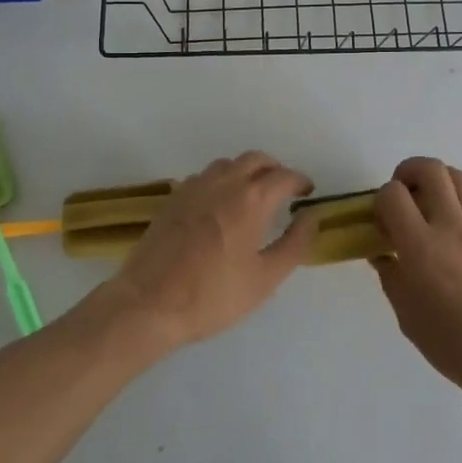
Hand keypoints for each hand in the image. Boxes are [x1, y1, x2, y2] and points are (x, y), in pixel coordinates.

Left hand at [105, 152, 319, 351]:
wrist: (149, 302)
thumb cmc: (213, 295)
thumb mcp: (266, 278)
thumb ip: (295, 243)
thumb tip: (312, 216)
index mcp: (251, 199)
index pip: (284, 176)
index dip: (300, 182)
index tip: (307, 193)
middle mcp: (224, 182)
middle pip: (255, 159)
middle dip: (274, 169)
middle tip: (283, 191)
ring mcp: (194, 187)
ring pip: (227, 164)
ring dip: (246, 171)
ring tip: (252, 197)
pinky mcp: (173, 198)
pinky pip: (204, 177)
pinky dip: (221, 181)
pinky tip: (219, 207)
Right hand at [372, 157, 461, 400]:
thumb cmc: (456, 345)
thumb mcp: (409, 317)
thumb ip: (393, 278)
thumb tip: (384, 255)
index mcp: (421, 246)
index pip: (392, 194)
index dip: (380, 200)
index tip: (380, 222)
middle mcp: (451, 226)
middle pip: (430, 169)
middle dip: (408, 172)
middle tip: (402, 195)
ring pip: (457, 178)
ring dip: (436, 181)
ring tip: (427, 206)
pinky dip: (456, 209)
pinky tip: (453, 243)